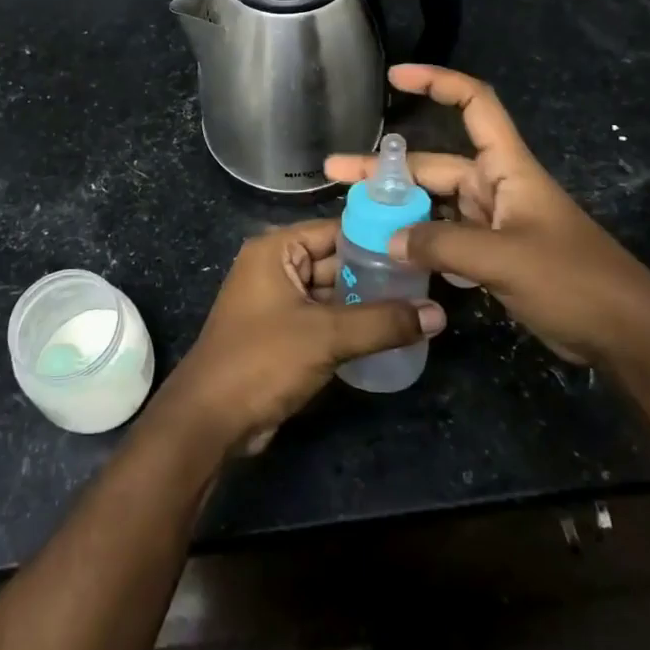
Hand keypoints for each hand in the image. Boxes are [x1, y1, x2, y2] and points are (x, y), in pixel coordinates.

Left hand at [151, 219, 444, 454]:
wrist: (211, 419)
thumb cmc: (262, 360)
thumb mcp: (326, 336)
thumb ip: (383, 322)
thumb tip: (438, 313)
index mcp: (276, 250)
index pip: (336, 230)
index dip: (378, 237)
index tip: (421, 247)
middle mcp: (275, 267)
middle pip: (336, 261)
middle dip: (377, 274)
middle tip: (428, 281)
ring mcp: (278, 302)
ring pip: (332, 293)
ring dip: (368, 302)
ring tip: (419, 306)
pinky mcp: (283, 334)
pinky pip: (324, 319)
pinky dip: (351, 325)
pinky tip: (391, 333)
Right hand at [325, 65, 649, 368]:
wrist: (626, 335)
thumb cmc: (573, 280)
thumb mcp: (504, 259)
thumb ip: (441, 245)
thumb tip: (388, 239)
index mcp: (508, 168)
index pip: (474, 104)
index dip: (437, 82)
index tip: (394, 77)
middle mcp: (497, 187)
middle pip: (435, 165)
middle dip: (386, 168)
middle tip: (334, 175)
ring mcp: (495, 223)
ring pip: (435, 205)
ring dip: (398, 208)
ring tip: (352, 216)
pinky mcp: (494, 256)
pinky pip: (445, 238)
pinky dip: (418, 241)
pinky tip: (387, 254)